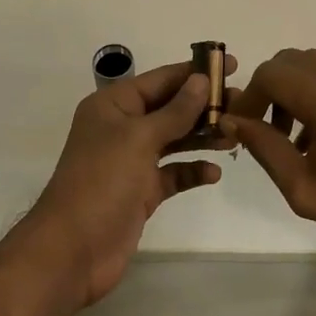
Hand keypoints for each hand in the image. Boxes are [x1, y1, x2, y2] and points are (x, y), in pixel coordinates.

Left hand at [17, 55, 233, 306]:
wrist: (72, 251)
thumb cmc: (102, 182)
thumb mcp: (140, 138)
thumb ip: (175, 110)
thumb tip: (201, 80)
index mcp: (113, 105)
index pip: (161, 79)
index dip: (195, 71)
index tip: (231, 64)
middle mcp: (122, 128)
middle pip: (170, 107)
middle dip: (204, 105)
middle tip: (242, 102)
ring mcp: (131, 161)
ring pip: (174, 139)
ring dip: (202, 136)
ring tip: (235, 134)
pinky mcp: (141, 191)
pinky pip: (173, 173)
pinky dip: (192, 170)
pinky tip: (214, 173)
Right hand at [222, 48, 315, 268]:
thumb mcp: (303, 187)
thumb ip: (264, 148)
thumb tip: (233, 121)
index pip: (271, 73)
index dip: (250, 96)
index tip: (244, 125)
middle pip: (294, 61)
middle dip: (273, 88)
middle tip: (269, 129)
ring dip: (301, 89)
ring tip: (302, 138)